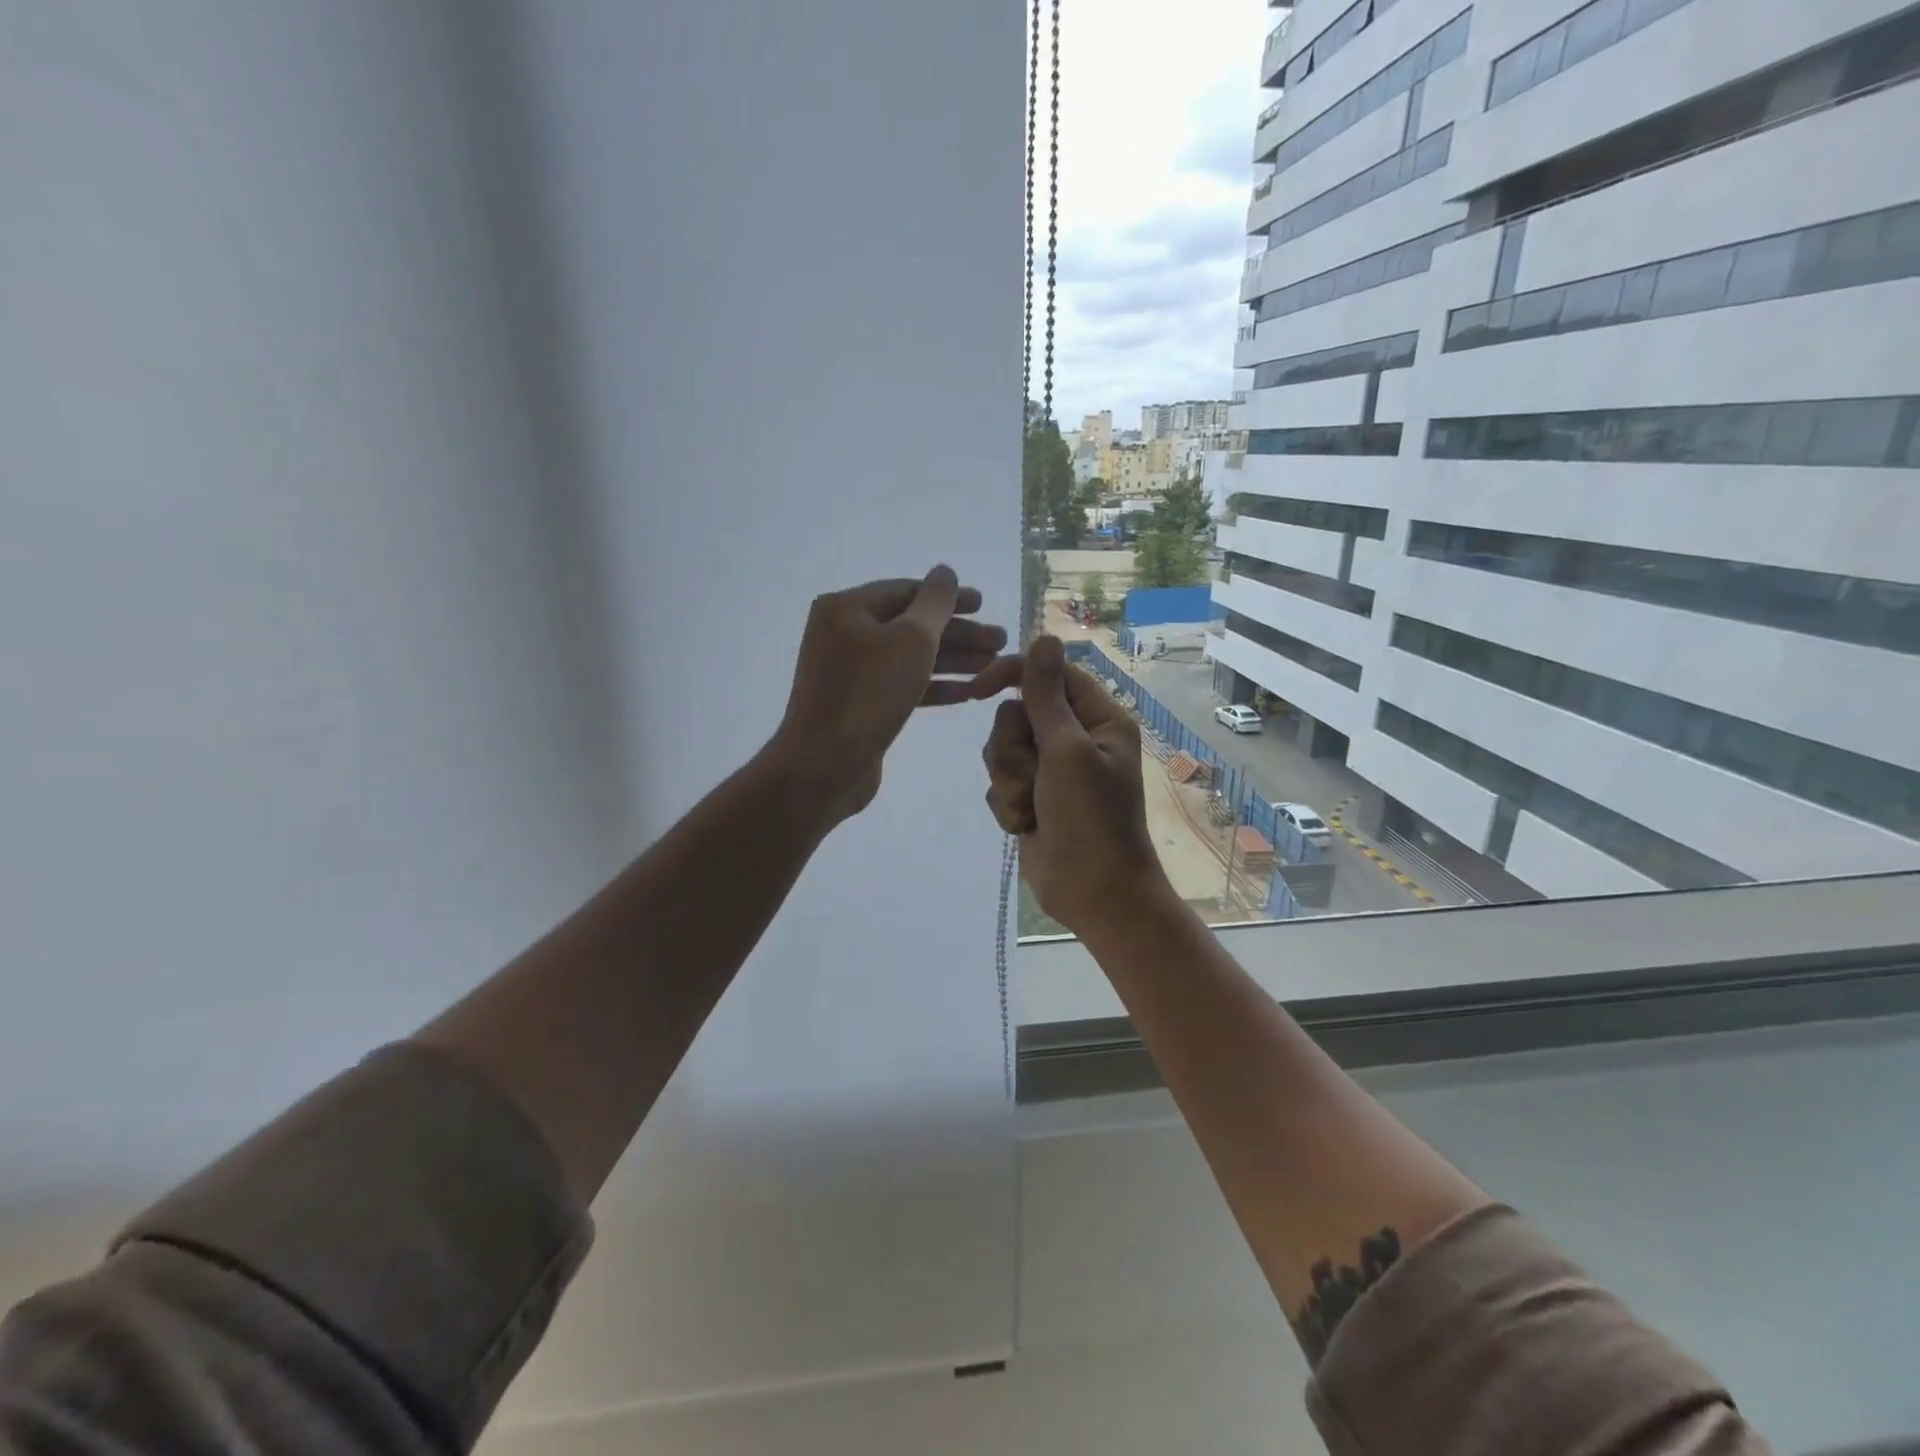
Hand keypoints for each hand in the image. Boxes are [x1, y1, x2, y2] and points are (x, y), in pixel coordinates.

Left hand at [774, 566, 1006, 822]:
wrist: (826, 764)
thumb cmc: (869, 693)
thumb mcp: (911, 639)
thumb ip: (935, 603)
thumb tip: (945, 572)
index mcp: (847, 609)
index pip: (906, 591)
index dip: (950, 597)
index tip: (986, 605)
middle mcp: (844, 634)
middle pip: (910, 625)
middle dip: (958, 634)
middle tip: (1000, 641)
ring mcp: (850, 672)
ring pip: (910, 657)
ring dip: (953, 661)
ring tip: (993, 666)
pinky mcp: (860, 705)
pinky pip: (902, 685)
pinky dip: (933, 687)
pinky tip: (967, 693)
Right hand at [978, 636, 1169, 933]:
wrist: (1092, 893)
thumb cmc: (1090, 820)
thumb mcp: (1067, 752)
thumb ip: (1046, 696)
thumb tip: (1044, 636)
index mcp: (1098, 719)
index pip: (1049, 674)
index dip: (1013, 675)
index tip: (979, 689)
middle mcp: (1075, 739)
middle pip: (1016, 714)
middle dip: (1013, 749)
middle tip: (1034, 776)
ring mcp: (1051, 770)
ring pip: (1002, 749)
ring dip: (1009, 781)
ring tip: (1030, 807)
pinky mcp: (1031, 797)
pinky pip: (1000, 782)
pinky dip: (1008, 804)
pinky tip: (1027, 825)